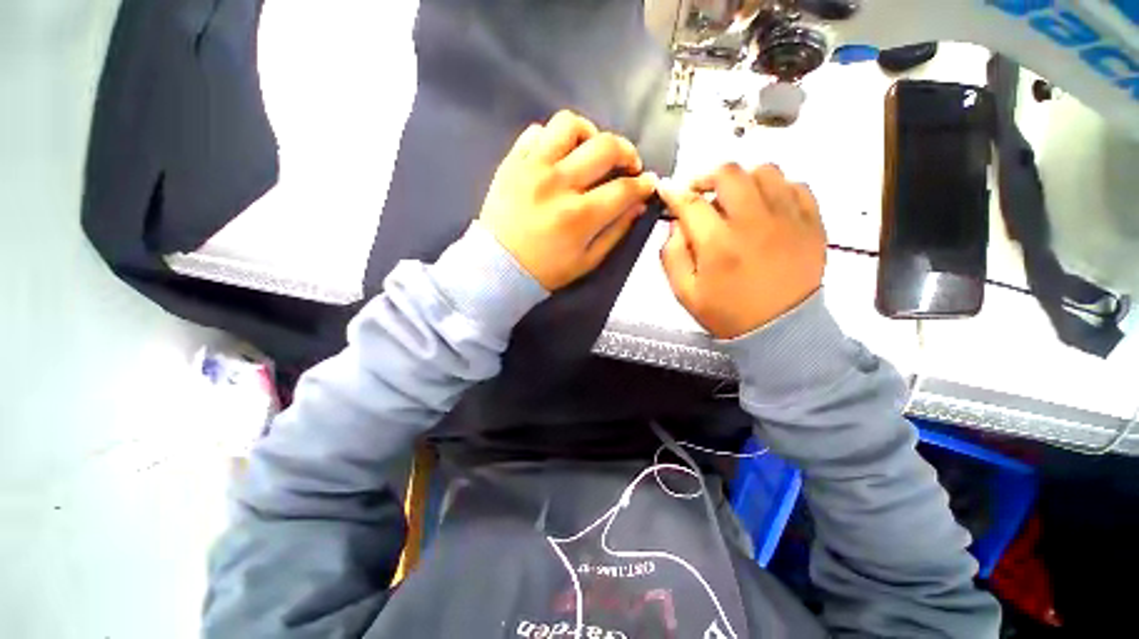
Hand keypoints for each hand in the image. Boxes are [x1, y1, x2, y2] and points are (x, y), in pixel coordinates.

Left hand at [478, 111, 657, 290]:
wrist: (498, 266)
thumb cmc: (546, 270)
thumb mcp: (588, 261)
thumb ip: (616, 231)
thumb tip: (638, 204)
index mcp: (580, 216)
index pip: (624, 188)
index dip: (643, 183)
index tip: (648, 182)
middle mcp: (559, 184)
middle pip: (604, 147)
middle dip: (627, 152)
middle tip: (627, 165)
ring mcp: (533, 168)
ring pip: (569, 125)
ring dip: (589, 134)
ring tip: (590, 151)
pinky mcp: (512, 162)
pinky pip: (536, 131)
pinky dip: (553, 138)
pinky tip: (558, 156)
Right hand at [657, 164, 825, 338]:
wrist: (781, 330)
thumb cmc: (728, 313)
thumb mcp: (685, 292)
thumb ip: (672, 256)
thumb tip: (676, 225)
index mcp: (719, 244)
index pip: (690, 203)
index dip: (673, 192)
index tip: (667, 190)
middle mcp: (754, 223)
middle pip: (729, 174)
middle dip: (706, 177)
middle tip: (699, 192)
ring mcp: (788, 218)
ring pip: (764, 171)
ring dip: (742, 179)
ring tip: (734, 197)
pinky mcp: (812, 222)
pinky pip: (795, 185)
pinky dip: (775, 188)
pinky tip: (765, 205)